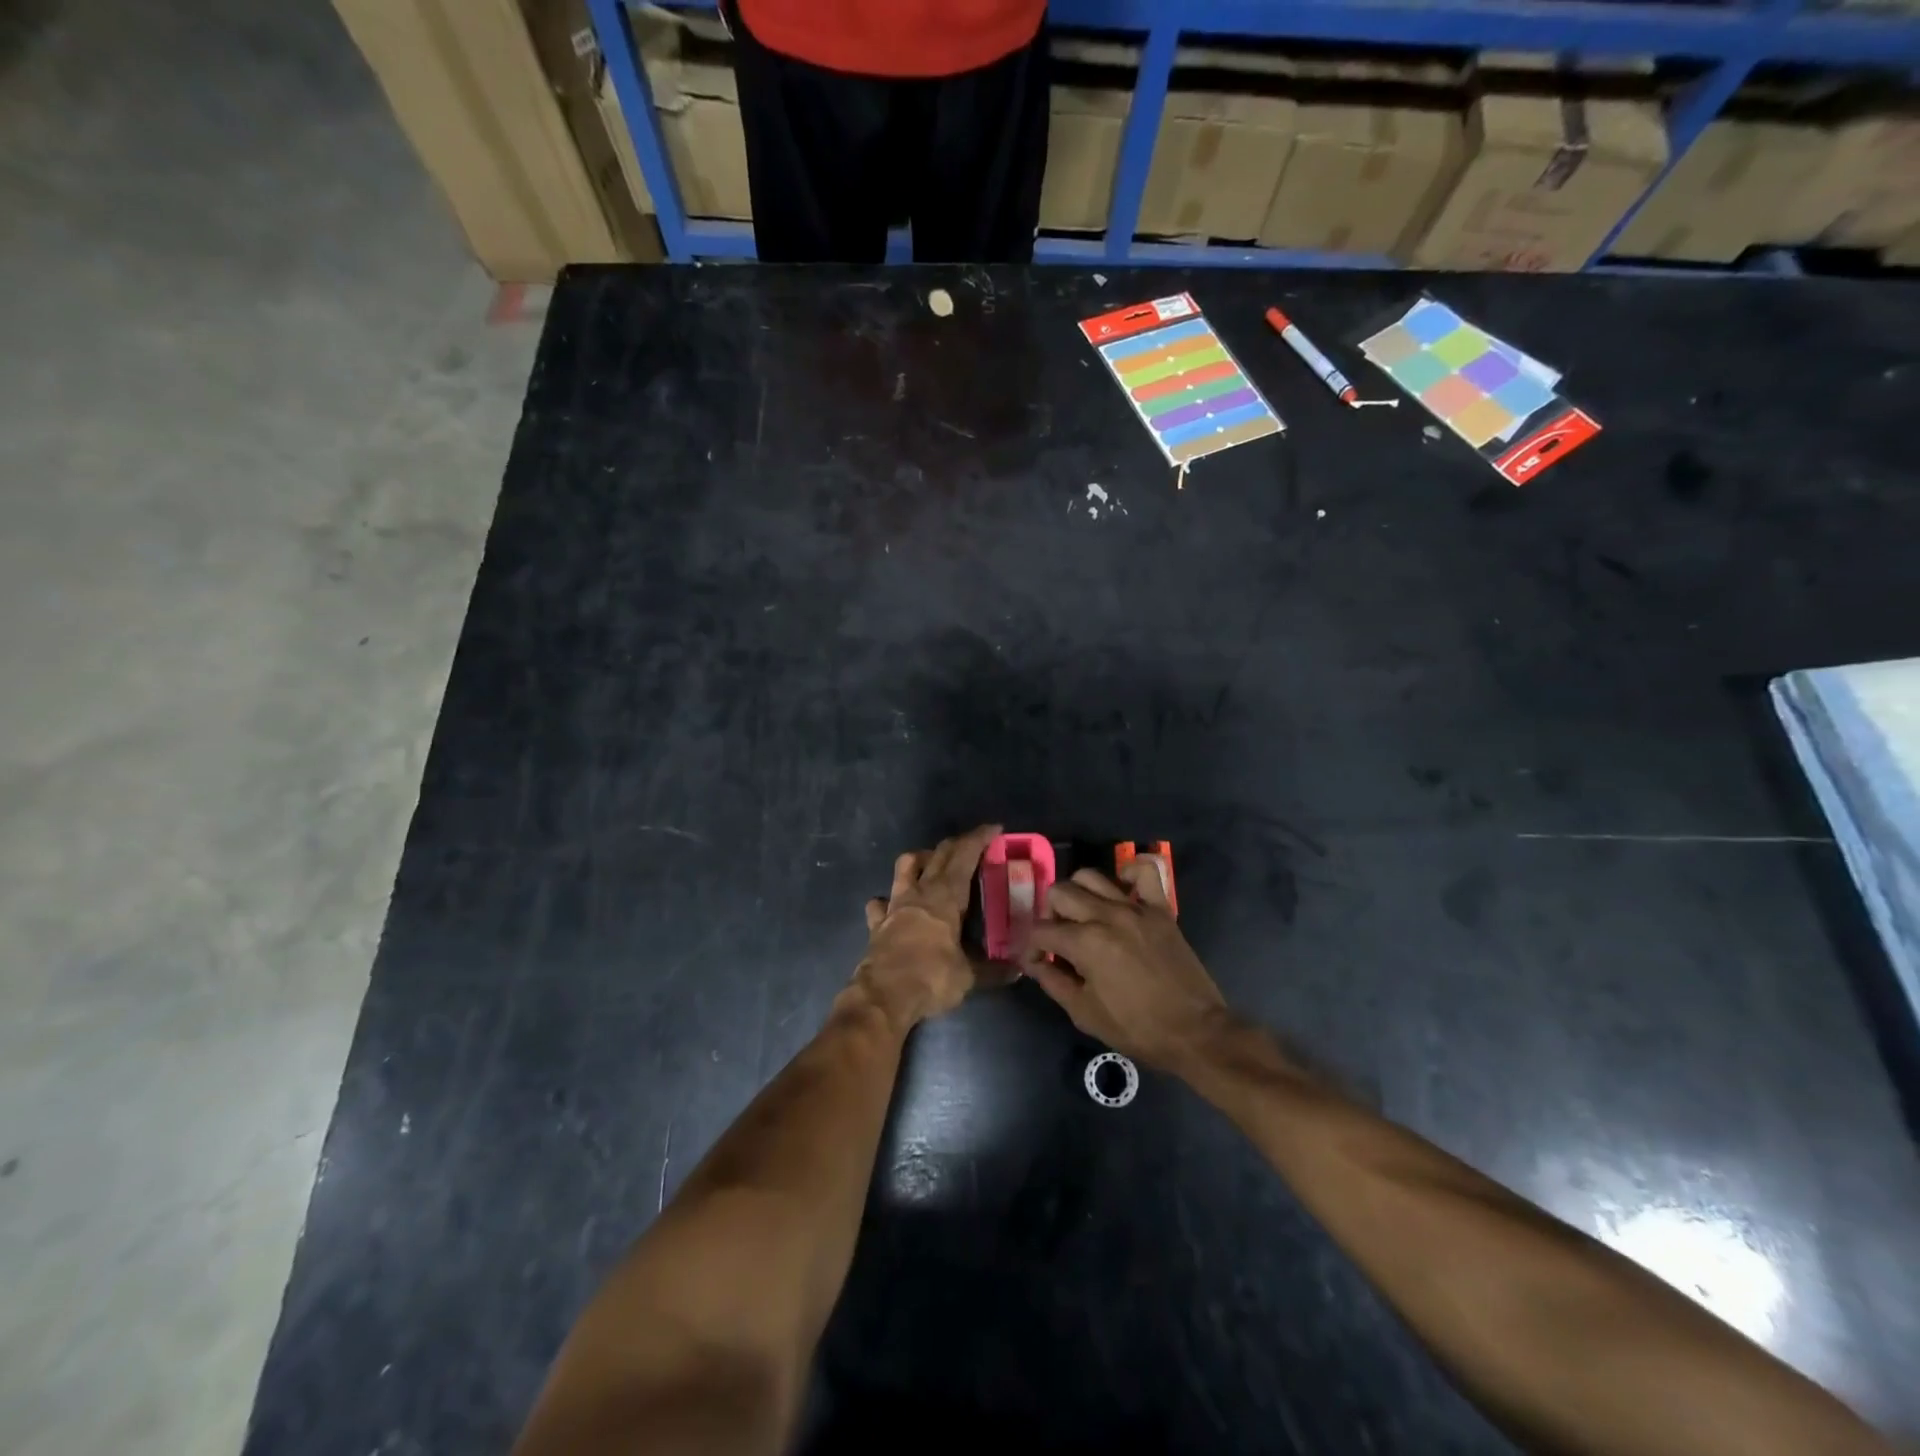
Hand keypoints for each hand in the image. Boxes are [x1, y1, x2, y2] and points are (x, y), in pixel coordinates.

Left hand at [852, 824, 1000, 1030]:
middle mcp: (919, 892)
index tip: (994, 828)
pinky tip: (892, 906)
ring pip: (904, 866)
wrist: (883, 996)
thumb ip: (993, 970)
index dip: (979, 838)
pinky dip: (887, 900)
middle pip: (938, 854)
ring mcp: (894, 905)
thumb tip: (1017, 970)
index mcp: (946, 896)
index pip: (964, 855)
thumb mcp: (969, 977)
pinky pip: (880, 903)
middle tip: (973, 844)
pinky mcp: (877, 923)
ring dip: (920, 859)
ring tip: (932, 864)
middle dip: (957, 843)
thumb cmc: (931, 978)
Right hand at [1024, 862, 1232, 1073]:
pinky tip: (1121, 889)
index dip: (1031, 947)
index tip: (1036, 962)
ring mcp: (1135, 908)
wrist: (1195, 1032)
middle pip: (1060, 893)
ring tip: (1082, 915)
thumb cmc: (1137, 1028)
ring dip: (1077, 892)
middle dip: (1049, 914)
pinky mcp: (1160, 909)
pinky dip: (1129, 872)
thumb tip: (1035, 963)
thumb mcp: (1085, 1014)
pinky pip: (1145, 872)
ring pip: (1091, 877)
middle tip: (1058, 937)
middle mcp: (1106, 915)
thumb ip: (1054, 983)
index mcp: (1085, 943)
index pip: (1041, 930)